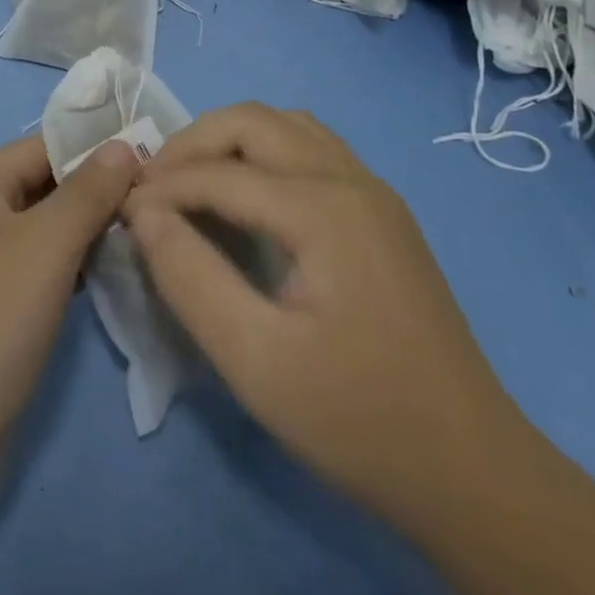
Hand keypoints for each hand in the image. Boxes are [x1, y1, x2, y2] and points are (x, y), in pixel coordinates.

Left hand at [0, 134, 140, 485]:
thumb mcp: (44, 246)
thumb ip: (88, 191)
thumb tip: (122, 145)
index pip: (42, 146)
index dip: (95, 148)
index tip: (152, 158)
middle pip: (42, 186)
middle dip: (95, 191)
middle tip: (157, 200)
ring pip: (43, 230)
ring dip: (87, 230)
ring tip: (143, 233)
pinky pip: (37, 269)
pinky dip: (71, 267)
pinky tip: (108, 274)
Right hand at [123, 103, 521, 515]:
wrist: (474, 474)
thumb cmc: (359, 419)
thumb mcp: (256, 361)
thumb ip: (189, 276)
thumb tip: (142, 211)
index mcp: (324, 209)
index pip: (219, 173)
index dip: (161, 188)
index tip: (120, 212)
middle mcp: (351, 179)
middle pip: (253, 121)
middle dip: (192, 143)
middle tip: (153, 186)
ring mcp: (374, 191)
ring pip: (285, 124)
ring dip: (230, 139)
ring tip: (192, 182)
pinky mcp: (382, 211)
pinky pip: (311, 148)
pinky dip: (265, 152)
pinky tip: (249, 197)